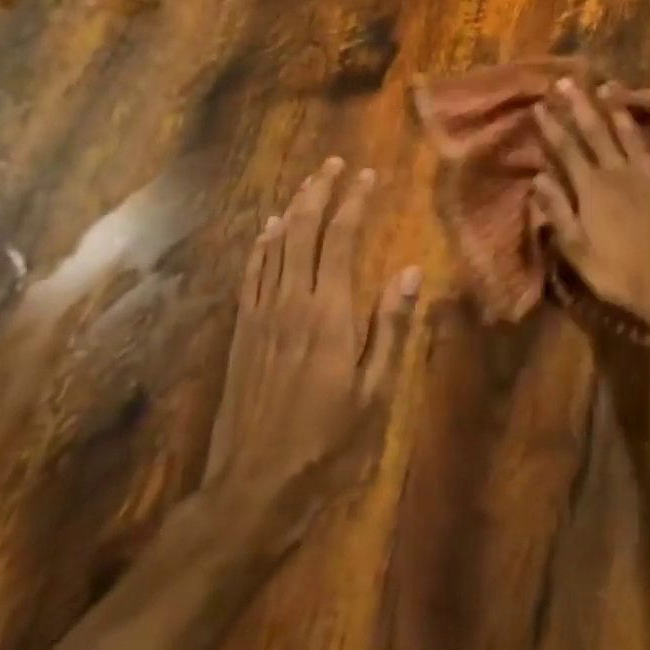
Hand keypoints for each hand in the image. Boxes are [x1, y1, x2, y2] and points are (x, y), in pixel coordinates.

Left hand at [200, 159, 419, 548]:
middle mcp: (292, 301)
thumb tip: (407, 272)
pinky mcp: (242, 330)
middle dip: (320, 191)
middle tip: (333, 164)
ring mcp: (261, 314)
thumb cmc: (327, 441)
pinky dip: (262, 244)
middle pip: (304, 230)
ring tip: (308, 183)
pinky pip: (251, 273)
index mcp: (329, 313)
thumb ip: (390, 328)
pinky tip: (268, 229)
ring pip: (275, 245)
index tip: (366, 175)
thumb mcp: (374, 392)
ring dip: (292, 208)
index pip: (341, 239)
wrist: (254, 486)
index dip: (354, 202)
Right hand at [530, 78, 649, 331]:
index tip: (540, 105)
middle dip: (580, 106)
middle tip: (567, 81)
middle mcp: (619, 172)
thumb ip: (558, 211)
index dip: (552, 127)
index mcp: (591, 188)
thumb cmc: (618, 272)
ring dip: (619, 110)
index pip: (566, 150)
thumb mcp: (576, 248)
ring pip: (631, 135)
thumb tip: (537, 179)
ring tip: (609, 86)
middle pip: (596, 133)